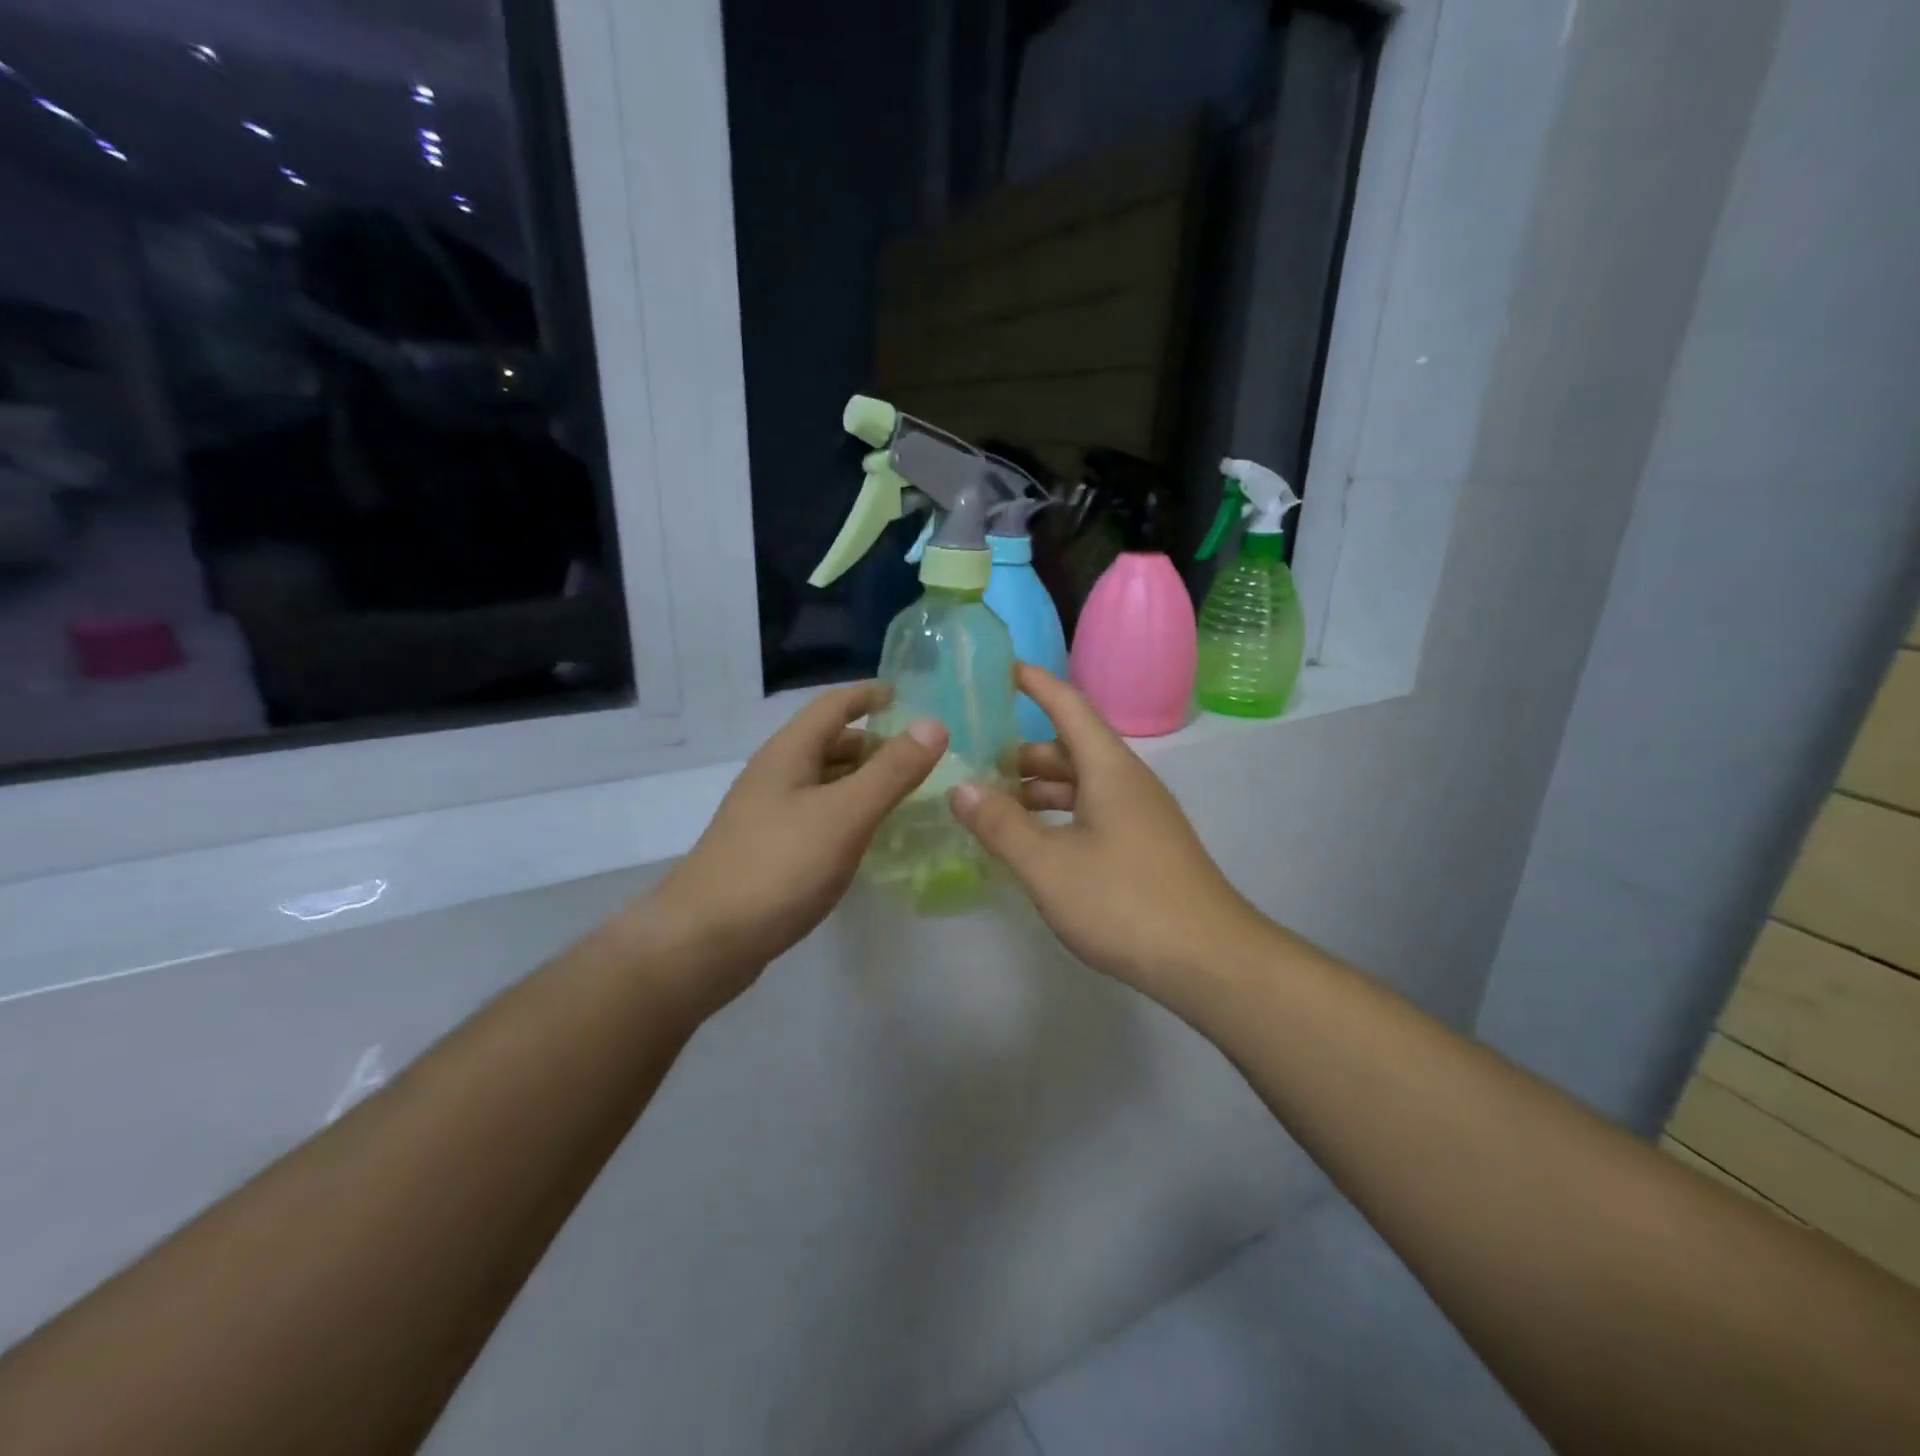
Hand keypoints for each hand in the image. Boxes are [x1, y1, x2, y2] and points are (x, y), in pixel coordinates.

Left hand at [644, 683, 945, 1013]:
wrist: (704, 941)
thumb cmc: (778, 867)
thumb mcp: (845, 814)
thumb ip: (892, 771)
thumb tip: (933, 724)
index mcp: (788, 754)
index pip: (832, 705)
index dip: (869, 695)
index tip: (907, 696)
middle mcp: (775, 776)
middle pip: (828, 744)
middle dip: (873, 744)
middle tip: (919, 757)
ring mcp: (767, 816)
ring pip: (823, 783)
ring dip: (861, 781)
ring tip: (903, 796)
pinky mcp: (767, 852)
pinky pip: (817, 817)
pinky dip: (847, 815)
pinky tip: (866, 838)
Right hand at [950, 665, 1260, 993]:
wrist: (1209, 960)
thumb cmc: (1124, 902)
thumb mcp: (1049, 865)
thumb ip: (1001, 825)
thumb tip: (960, 787)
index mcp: (1109, 769)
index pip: (1068, 705)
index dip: (1035, 683)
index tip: (1001, 668)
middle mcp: (1128, 782)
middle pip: (1071, 747)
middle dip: (1024, 751)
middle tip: (975, 761)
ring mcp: (1141, 815)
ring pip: (1082, 784)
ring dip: (1040, 788)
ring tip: (994, 805)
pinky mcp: (1145, 846)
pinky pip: (1093, 812)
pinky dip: (1059, 816)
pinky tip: (1035, 843)